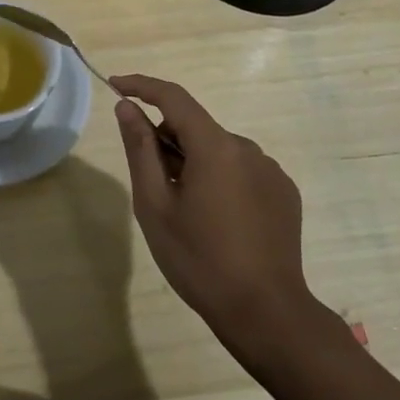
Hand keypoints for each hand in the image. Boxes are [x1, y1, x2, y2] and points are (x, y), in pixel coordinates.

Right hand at [111, 74, 345, 360]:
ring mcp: (270, 170)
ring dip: (196, 164)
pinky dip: (222, 180)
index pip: (173, 96)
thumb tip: (127, 107)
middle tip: (153, 185)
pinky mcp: (284, 192)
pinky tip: (220, 222)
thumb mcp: (155, 206)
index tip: (115, 85)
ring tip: (188, 212)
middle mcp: (247, 148)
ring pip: (219, 150)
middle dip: (168, 141)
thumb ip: (140, 149)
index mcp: (215, 147)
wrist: (267, 314)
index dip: (142, 86)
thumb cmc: (200, 260)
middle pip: (196, 127)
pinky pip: (242, 170)